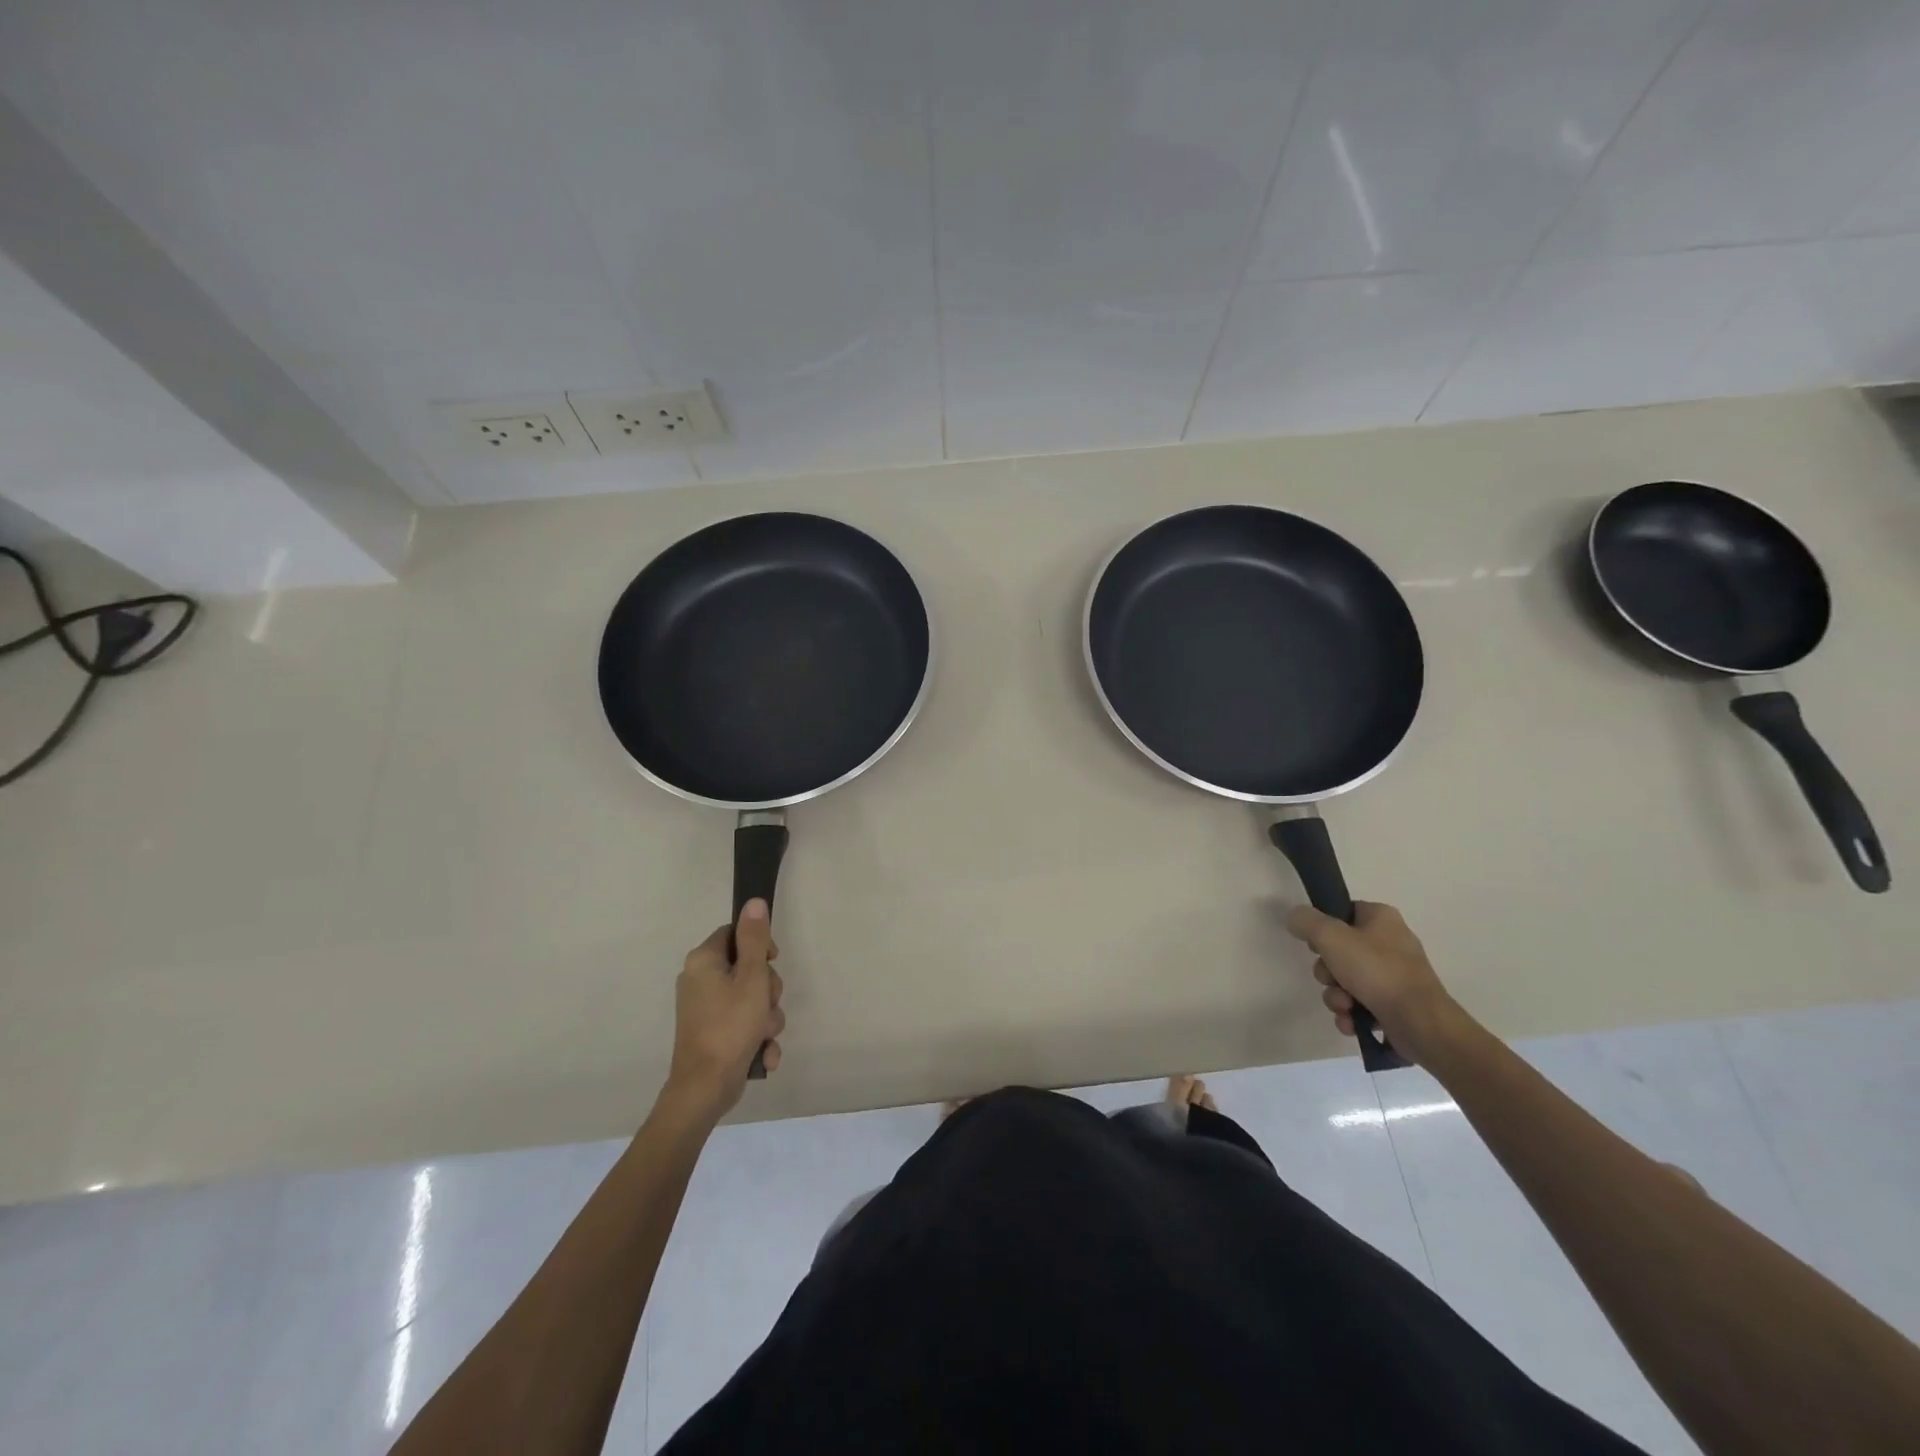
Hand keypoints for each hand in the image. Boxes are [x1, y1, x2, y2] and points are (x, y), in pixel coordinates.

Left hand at [665, 899, 785, 1118]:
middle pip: (747, 968)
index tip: (772, 963)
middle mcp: (699, 981)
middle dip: (768, 990)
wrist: (705, 1088)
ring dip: (767, 1018)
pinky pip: (744, 1025)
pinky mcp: (713, 1034)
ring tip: (764, 1036)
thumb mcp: (752, 977)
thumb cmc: (730, 1025)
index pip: (736, 934)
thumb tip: (753, 902)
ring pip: (751, 1000)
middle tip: (768, 1005)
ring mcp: (705, 1010)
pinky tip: (762, 1055)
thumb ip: (755, 939)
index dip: (760, 947)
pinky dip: (756, 1039)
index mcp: (703, 961)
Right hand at [1284, 901, 1463, 1066]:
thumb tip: (1295, 917)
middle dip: (1328, 972)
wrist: (1421, 1024)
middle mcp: (1390, 943)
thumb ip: (1306, 921)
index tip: (1317, 945)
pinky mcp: (1395, 1004)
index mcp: (1381, 919)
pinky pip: (1360, 1003)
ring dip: (1336, 996)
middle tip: (1331, 979)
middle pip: (1339, 950)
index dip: (1323, 929)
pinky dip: (1352, 1013)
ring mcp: (1394, 975)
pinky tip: (1352, 1022)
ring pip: (1346, 980)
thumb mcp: (1331, 937)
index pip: (1343, 912)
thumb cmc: (1377, 972)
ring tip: (1345, 1007)